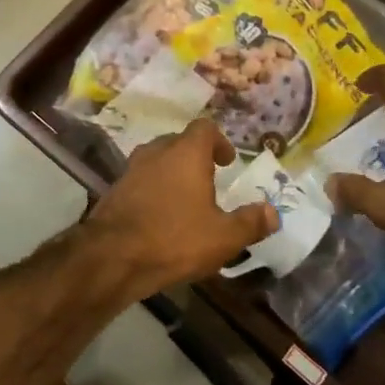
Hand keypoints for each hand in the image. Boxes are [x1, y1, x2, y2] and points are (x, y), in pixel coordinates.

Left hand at [85, 119, 278, 298]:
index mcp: (186, 153)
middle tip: (209, 180)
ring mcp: (131, 169)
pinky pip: (140, 180)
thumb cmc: (174, 239)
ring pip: (157, 160)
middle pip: (179, 142)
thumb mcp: (223, 237)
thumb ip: (250, 223)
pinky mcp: (114, 190)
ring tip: (185, 199)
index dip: (219, 141)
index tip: (227, 162)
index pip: (204, 128)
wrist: (112, 257)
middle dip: (195, 157)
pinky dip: (153, 190)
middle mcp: (157, 152)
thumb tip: (273, 213)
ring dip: (172, 173)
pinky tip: (159, 216)